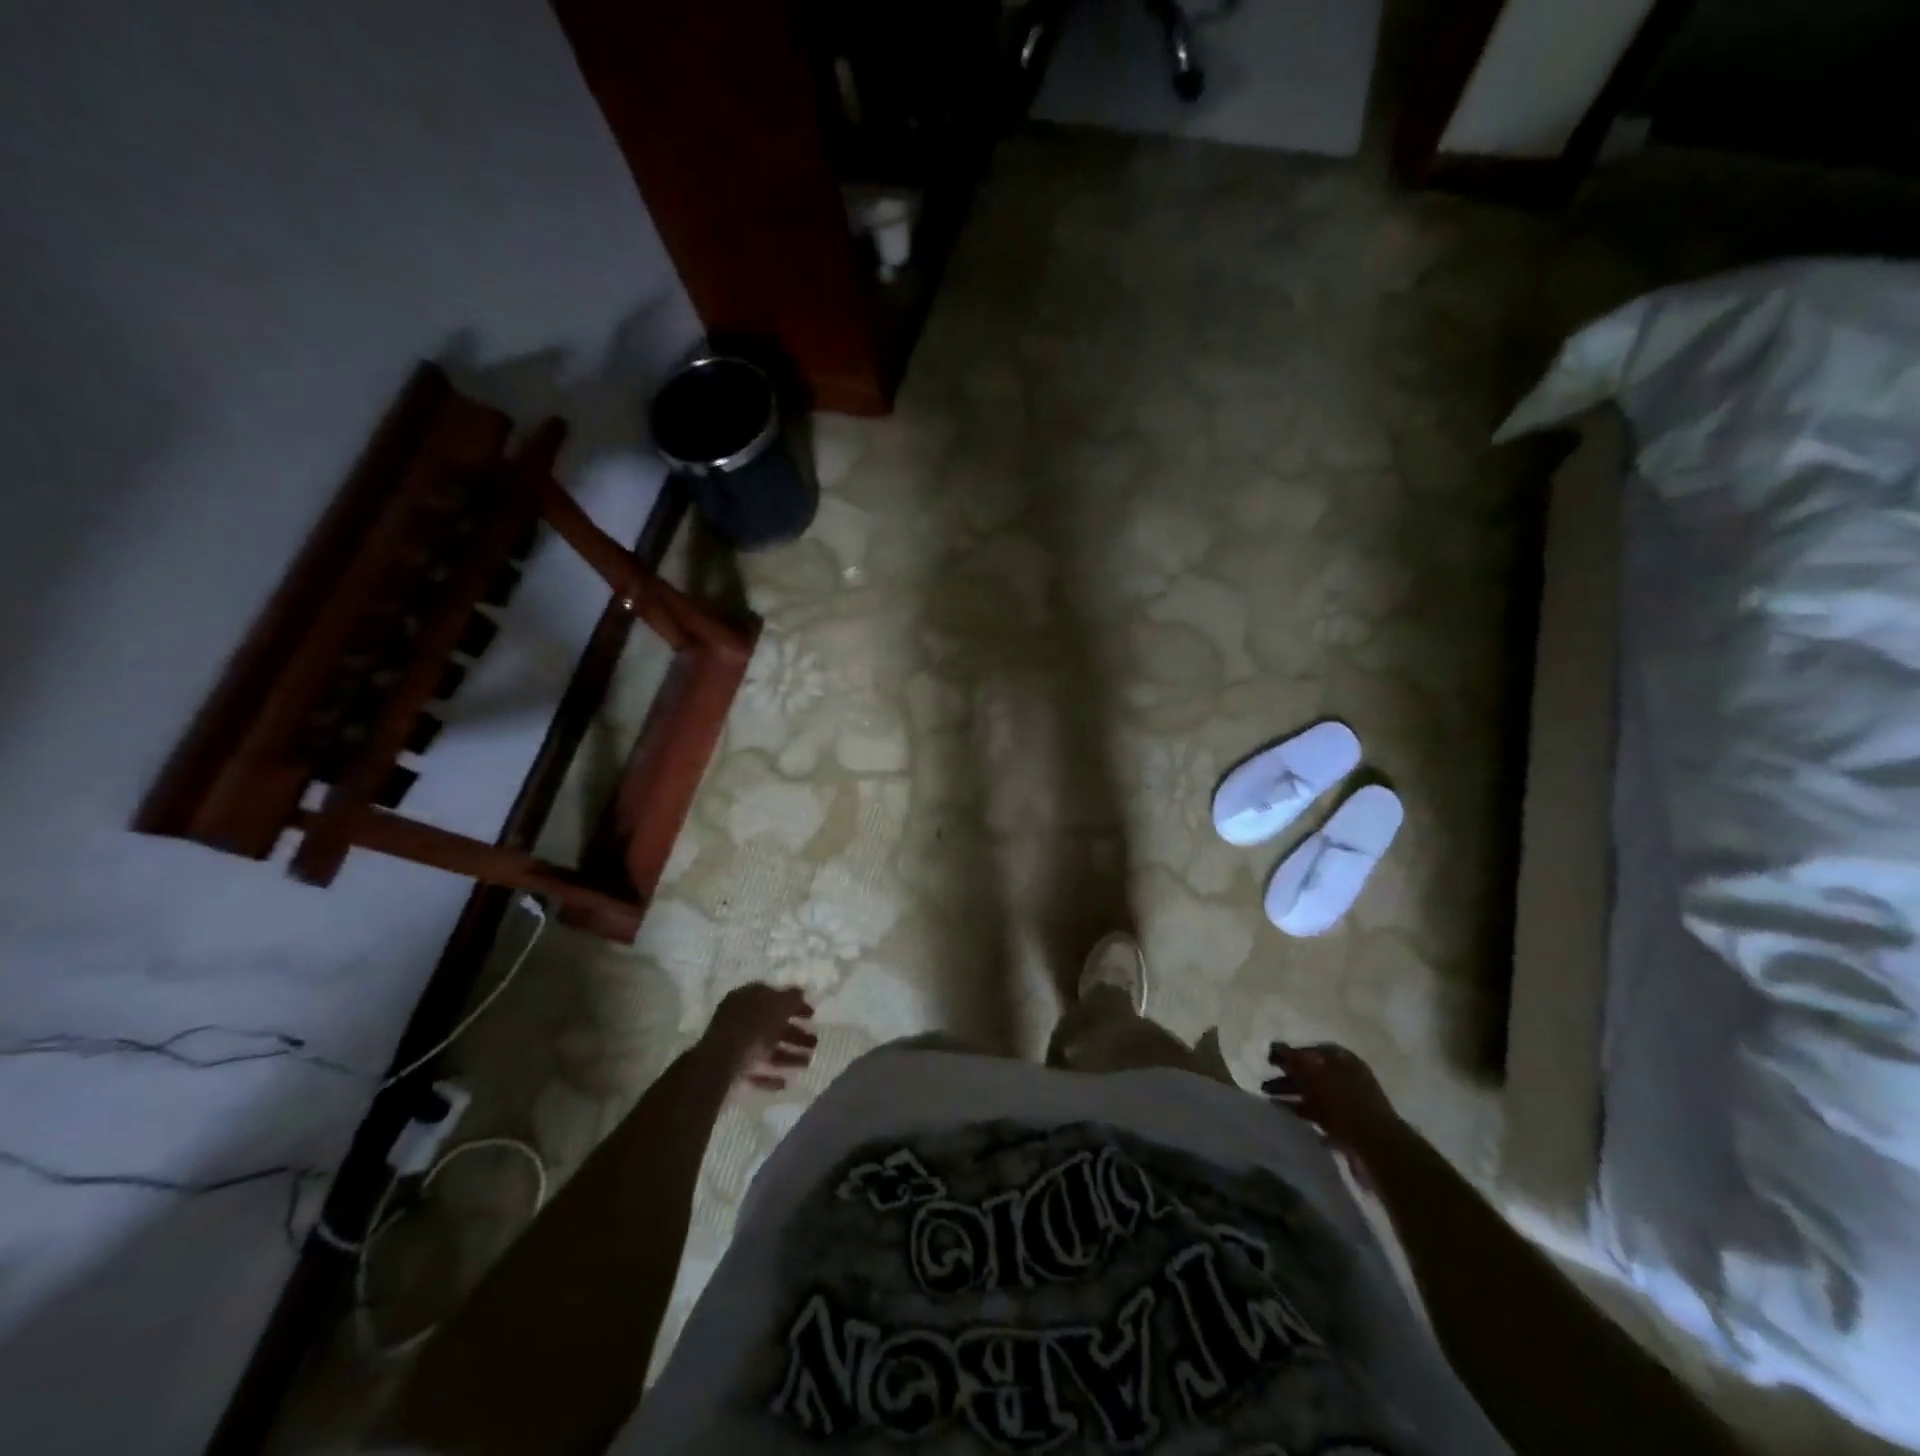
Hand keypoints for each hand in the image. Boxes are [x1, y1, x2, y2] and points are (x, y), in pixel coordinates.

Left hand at [700, 984, 816, 1089]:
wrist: (718, 1066)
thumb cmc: (751, 1029)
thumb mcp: (777, 1008)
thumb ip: (791, 999)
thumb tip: (801, 990)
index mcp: (747, 997)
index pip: (774, 996)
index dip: (794, 1004)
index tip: (812, 1015)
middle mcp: (738, 1018)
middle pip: (771, 1024)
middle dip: (795, 1034)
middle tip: (814, 1043)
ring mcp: (733, 1044)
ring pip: (765, 1047)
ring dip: (787, 1055)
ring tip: (807, 1064)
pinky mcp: (730, 1069)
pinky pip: (755, 1069)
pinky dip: (770, 1075)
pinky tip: (785, 1083)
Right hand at [1262, 1042, 1401, 1158]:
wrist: (1376, 1147)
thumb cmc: (1341, 1102)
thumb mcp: (1312, 1073)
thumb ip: (1291, 1058)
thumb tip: (1274, 1046)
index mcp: (1342, 1059)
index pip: (1311, 1050)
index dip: (1289, 1054)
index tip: (1269, 1061)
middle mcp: (1347, 1077)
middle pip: (1311, 1073)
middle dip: (1288, 1078)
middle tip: (1264, 1085)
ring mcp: (1350, 1103)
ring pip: (1314, 1096)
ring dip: (1293, 1097)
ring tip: (1270, 1103)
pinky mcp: (1349, 1127)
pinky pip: (1321, 1117)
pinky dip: (1304, 1115)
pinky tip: (1289, 1120)